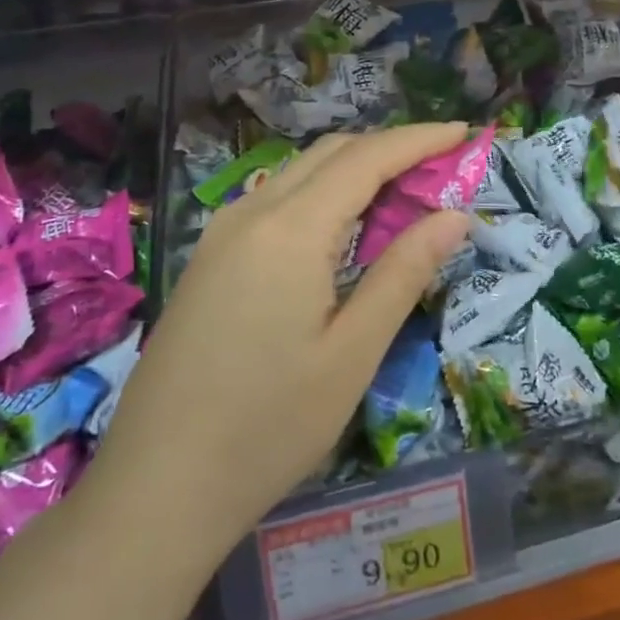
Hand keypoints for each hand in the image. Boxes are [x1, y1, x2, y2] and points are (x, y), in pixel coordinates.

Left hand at [91, 124, 471, 560]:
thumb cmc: (268, 427)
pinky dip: (322, 196)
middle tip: (442, 169)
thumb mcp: (353, 353)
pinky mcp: (210, 258)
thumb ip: (404, 272)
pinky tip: (343, 231)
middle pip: (332, 153)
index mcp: (291, 230)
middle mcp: (252, 213)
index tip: (464, 132)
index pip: (367, 157)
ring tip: (403, 196)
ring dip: (356, 170)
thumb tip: (454, 216)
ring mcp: (222, 233)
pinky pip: (277, 201)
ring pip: (301, 174)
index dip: (419, 139)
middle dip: (391, 149)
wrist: (156, 487)